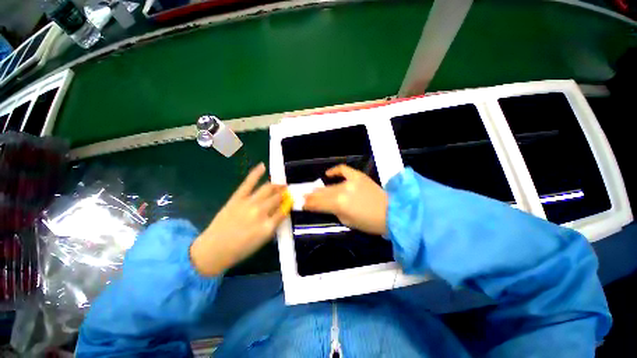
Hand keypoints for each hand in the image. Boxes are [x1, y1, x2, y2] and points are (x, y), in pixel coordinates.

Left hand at [190, 163, 287, 275]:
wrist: (214, 249)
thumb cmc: (241, 249)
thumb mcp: (263, 240)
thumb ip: (275, 224)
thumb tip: (283, 210)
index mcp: (268, 226)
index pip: (284, 210)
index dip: (289, 204)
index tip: (292, 200)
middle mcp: (260, 212)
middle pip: (277, 197)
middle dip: (284, 193)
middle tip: (287, 191)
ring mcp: (248, 203)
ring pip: (267, 188)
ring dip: (277, 185)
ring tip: (281, 185)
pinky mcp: (237, 198)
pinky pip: (248, 183)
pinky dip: (256, 173)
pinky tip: (263, 166)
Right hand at [303, 165, 387, 235]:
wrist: (391, 213)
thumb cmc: (369, 222)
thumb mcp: (347, 222)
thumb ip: (334, 211)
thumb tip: (325, 206)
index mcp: (339, 205)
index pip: (318, 204)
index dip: (309, 204)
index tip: (302, 204)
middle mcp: (342, 191)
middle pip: (322, 193)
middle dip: (311, 196)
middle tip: (303, 196)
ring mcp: (350, 181)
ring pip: (330, 185)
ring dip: (320, 189)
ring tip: (313, 190)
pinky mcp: (358, 176)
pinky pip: (343, 170)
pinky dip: (335, 171)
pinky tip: (328, 174)